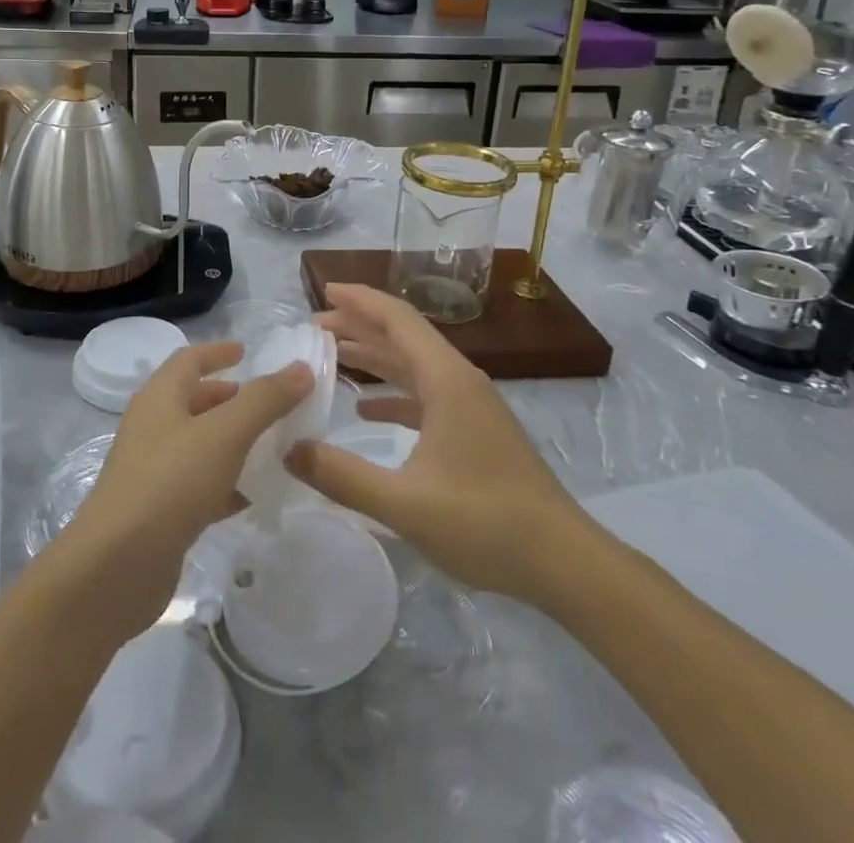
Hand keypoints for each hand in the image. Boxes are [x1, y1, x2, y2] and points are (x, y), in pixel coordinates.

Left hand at [62, 342, 310, 641]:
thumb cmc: (171, 482)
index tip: (246, 351)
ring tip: (274, 446)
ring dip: (234, 442)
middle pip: (195, 402)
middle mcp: (153, 428)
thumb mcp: (226, 433)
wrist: (117, 568)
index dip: (217, 352)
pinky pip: (200, 486)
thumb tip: (301, 368)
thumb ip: (265, 399)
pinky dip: (228, 483)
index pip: (189, 360)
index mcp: (160, 398)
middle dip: (231, 399)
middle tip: (270, 404)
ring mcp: (153, 472)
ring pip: (200, 446)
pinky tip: (255, 494)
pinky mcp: (160, 513)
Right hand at [285, 284, 594, 600]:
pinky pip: (426, 395)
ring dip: (375, 357)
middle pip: (403, 337)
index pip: (398, 319)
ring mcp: (471, 405)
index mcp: (446, 380)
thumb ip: (342, 476)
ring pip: (415, 365)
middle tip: (314, 327)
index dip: (360, 300)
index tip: (324, 290)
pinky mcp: (476, 430)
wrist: (564, 561)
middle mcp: (459, 380)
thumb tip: (289, 450)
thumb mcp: (404, 503)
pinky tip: (368, 411)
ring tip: (333, 355)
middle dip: (359, 326)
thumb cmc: (485, 523)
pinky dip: (394, 393)